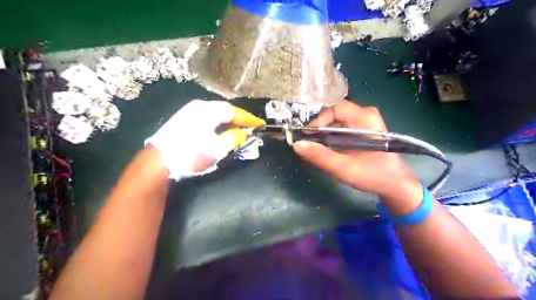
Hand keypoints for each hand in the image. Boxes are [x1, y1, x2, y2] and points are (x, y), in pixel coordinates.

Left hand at [146, 100, 264, 180]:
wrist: (158, 162)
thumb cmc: (189, 155)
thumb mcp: (216, 149)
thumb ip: (233, 138)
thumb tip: (244, 133)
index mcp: (208, 111)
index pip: (234, 111)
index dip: (248, 118)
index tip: (260, 124)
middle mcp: (198, 106)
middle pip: (225, 110)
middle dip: (239, 119)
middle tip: (250, 127)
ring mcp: (189, 112)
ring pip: (215, 113)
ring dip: (228, 121)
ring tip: (238, 129)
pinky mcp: (183, 119)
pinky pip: (207, 117)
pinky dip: (218, 123)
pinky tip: (221, 131)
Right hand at [293, 101, 422, 210]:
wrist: (397, 185)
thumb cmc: (374, 175)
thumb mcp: (344, 168)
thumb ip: (320, 156)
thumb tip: (297, 145)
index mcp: (364, 119)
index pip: (335, 109)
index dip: (319, 121)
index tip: (309, 137)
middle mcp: (366, 115)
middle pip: (335, 115)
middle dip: (321, 130)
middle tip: (311, 145)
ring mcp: (367, 123)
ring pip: (339, 123)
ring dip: (326, 135)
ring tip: (318, 150)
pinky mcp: (365, 132)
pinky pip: (344, 129)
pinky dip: (333, 138)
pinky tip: (329, 151)